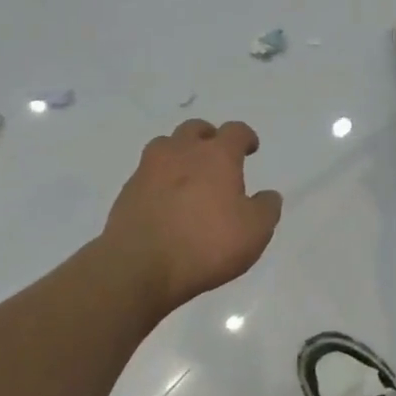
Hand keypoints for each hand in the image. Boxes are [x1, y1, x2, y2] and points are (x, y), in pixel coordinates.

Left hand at [103, 119, 282, 312]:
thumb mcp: (254, 232)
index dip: (245, 137)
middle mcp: (182, 152)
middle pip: (195, 129)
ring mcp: (149, 169)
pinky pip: (147, 173)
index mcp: (217, 155)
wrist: (139, 266)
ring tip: (187, 174)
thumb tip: (268, 195)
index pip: (235, 131)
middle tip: (216, 156)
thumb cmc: (206, 244)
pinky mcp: (127, 191)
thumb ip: (266, 208)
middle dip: (208, 137)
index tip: (250, 148)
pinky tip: (165, 201)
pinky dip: (159, 179)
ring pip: (166, 145)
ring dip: (179, 153)